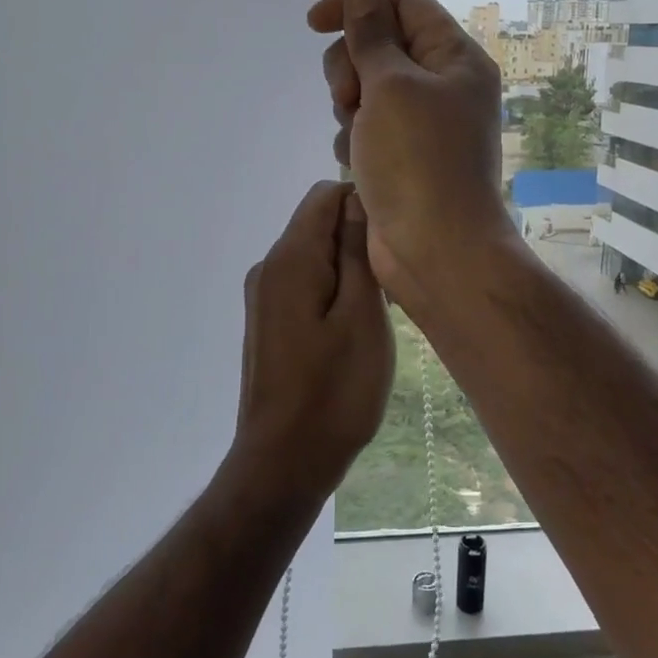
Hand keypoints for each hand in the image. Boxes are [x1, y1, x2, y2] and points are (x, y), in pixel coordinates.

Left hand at [232, 180, 393, 497]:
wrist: (284, 462)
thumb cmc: (334, 390)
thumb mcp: (362, 316)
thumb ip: (357, 252)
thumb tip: (357, 199)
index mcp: (289, 258)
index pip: (325, 195)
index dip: (364, 205)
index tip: (394, 242)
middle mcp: (268, 268)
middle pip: (317, 224)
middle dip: (358, 241)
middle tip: (392, 286)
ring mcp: (263, 298)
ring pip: (314, 257)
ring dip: (349, 271)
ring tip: (379, 313)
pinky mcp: (267, 323)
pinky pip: (304, 286)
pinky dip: (332, 293)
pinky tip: (353, 331)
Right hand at [308, 0, 513, 303]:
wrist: (435, 249)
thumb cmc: (418, 160)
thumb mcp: (392, 86)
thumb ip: (371, 37)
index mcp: (454, 57)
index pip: (404, 2)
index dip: (357, 2)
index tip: (313, 22)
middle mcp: (442, 84)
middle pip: (379, 44)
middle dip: (351, 65)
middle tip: (350, 97)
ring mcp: (421, 123)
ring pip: (366, 87)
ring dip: (349, 106)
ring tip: (357, 137)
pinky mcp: (400, 155)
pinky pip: (364, 127)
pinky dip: (353, 140)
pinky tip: (357, 164)